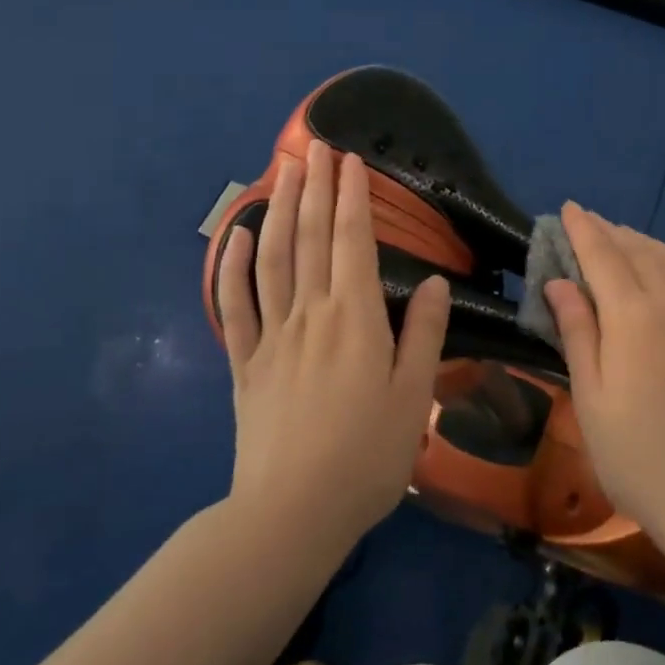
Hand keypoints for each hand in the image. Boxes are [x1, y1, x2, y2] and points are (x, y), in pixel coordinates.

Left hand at [215, 140, 450, 552]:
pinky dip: (231, 267)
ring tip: (282, 172)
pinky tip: (235, 236)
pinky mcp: (244, 363)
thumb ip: (424, 335)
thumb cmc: (366, 458)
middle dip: (315, 187)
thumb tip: (433, 282)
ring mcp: (271, 336)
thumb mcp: (413, 398)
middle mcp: (311, 314)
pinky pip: (234, 306)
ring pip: (272, 259)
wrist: (291, 516)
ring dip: (278, 210)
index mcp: (355, 318)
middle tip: (316, 147)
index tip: (350, 160)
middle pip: (311, 237)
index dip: (352, 196)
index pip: (352, 241)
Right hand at [542, 204, 664, 545]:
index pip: (602, 255)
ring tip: (620, 238)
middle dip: (609, 231)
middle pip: (637, 250)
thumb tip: (559, 281)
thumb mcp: (591, 398)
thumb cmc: (637, 455)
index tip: (568, 208)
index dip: (583, 229)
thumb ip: (577, 331)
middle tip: (587, 223)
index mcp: (633, 316)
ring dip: (641, 242)